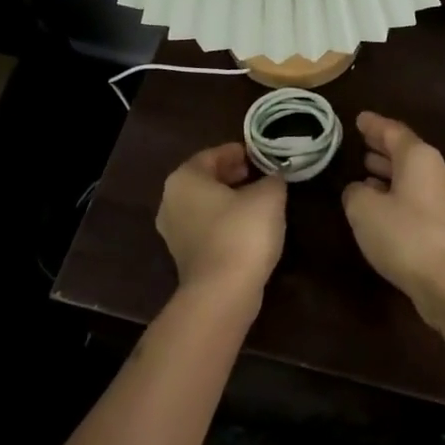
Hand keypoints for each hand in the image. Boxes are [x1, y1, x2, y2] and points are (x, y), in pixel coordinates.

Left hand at [156, 143, 286, 307]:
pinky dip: (225, 222)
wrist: (223, 292)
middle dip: (232, 175)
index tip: (259, 155)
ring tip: (258, 200)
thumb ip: (272, 179)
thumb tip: (273, 178)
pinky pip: (206, 228)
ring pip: (205, 205)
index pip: (211, 155)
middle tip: (259, 174)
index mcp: (184, 179)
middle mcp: (171, 201)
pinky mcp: (184, 257)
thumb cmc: (242, 232)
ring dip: (229, 199)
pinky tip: (248, 227)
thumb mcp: (269, 196)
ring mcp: (174, 232)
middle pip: (205, 180)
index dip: (238, 152)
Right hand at [341, 112, 444, 333]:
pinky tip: (382, 204)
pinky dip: (397, 193)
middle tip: (361, 142)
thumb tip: (359, 189)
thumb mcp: (364, 210)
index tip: (359, 118)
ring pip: (412, 176)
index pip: (393, 131)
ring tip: (366, 170)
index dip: (373, 125)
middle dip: (383, 147)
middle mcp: (436, 172)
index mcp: (419, 158)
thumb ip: (355, 193)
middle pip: (406, 152)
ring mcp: (444, 199)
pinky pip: (416, 197)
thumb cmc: (405, 236)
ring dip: (389, 172)